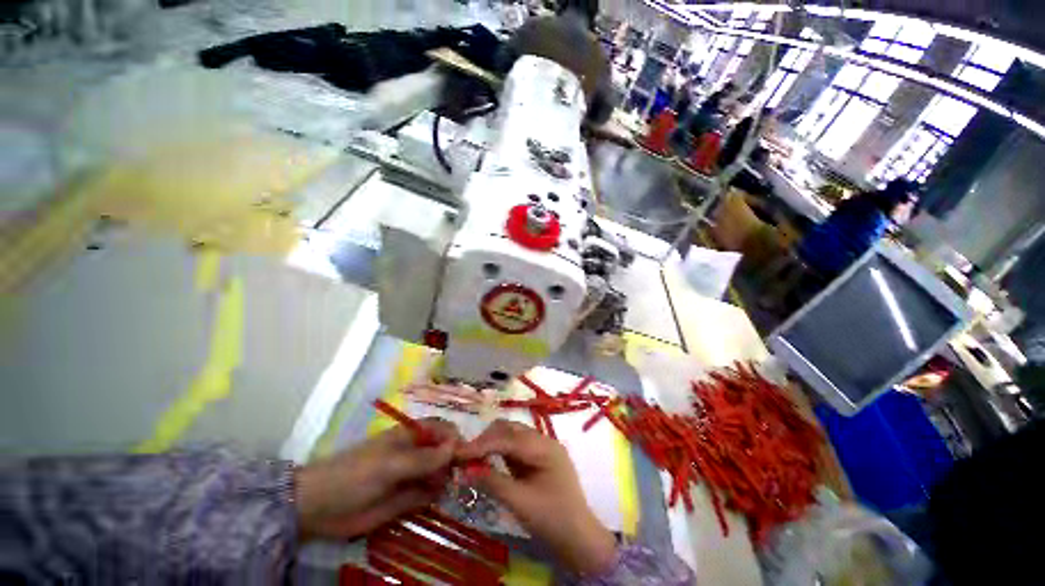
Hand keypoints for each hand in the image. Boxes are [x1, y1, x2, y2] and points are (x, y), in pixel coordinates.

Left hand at [294, 418, 459, 539]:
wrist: (318, 509)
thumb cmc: (355, 475)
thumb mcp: (390, 465)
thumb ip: (424, 458)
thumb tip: (457, 447)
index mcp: (412, 435)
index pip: (444, 430)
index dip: (457, 439)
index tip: (468, 456)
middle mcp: (416, 452)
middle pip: (445, 451)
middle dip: (456, 461)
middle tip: (463, 477)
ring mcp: (412, 476)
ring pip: (440, 473)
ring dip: (447, 480)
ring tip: (447, 490)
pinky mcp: (406, 499)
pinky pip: (429, 494)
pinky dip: (436, 496)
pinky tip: (435, 500)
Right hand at [457, 420, 615, 575]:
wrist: (578, 538)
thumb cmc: (552, 520)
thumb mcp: (520, 503)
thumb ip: (493, 482)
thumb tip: (465, 470)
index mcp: (545, 448)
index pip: (509, 439)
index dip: (483, 444)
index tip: (459, 452)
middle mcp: (544, 441)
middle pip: (511, 429)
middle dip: (487, 439)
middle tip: (465, 456)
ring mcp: (542, 448)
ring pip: (512, 435)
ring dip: (493, 443)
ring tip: (474, 458)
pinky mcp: (538, 457)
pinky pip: (516, 446)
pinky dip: (500, 450)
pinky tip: (488, 460)